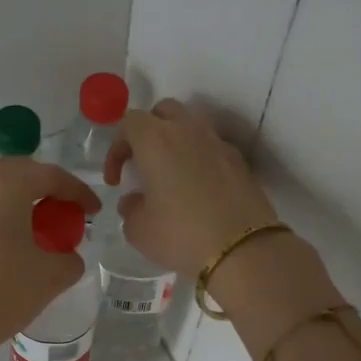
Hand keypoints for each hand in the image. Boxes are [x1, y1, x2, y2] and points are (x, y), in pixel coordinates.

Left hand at [0, 157, 100, 353]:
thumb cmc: (1, 292)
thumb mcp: (52, 275)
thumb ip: (70, 257)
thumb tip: (65, 255)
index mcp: (5, 182)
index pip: (52, 176)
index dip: (78, 192)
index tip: (93, 211)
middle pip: (19, 175)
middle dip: (45, 192)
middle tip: (64, 216)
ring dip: (16, 203)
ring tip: (34, 230)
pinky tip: (2, 244)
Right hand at [103, 100, 276, 274]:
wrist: (243, 249)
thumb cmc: (181, 235)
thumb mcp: (138, 229)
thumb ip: (130, 208)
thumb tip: (135, 201)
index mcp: (156, 140)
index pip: (129, 122)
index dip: (117, 148)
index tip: (116, 180)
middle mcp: (188, 130)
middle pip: (163, 112)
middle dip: (148, 132)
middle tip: (142, 164)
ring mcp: (218, 143)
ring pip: (191, 126)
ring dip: (176, 142)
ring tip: (171, 174)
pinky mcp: (240, 161)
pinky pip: (212, 148)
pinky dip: (200, 159)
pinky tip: (199, 189)